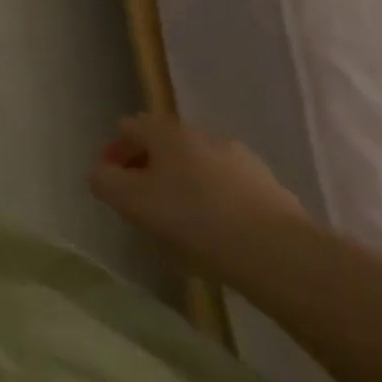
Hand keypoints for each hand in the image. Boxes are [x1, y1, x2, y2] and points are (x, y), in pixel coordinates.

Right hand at [89, 113, 309, 273]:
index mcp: (167, 131)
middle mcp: (203, 135)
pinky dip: (217, 206)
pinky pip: (230, 192)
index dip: (116, 152)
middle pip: (166, 147)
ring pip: (199, 169)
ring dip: (185, 188)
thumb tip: (101, 173)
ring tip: (182, 228)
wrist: (280, 255)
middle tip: (144, 206)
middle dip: (151, 170)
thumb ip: (104, 181)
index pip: (130, 126)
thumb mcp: (130, 201)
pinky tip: (217, 238)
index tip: (113, 184)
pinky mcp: (272, 191)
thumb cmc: (192, 219)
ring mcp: (242, 161)